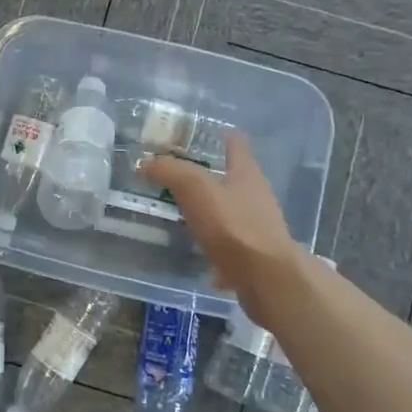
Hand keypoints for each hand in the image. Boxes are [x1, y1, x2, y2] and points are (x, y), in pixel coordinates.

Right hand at [140, 132, 306, 326]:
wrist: (266, 278)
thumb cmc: (233, 225)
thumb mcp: (195, 189)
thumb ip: (170, 171)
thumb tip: (146, 163)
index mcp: (246, 173)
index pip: (237, 144)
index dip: (223, 136)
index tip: (206, 133)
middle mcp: (257, 196)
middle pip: (234, 178)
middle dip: (211, 175)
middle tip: (180, 176)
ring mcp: (258, 227)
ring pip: (231, 211)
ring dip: (212, 211)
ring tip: (184, 214)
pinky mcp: (255, 255)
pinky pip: (230, 244)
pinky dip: (215, 246)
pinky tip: (198, 253)